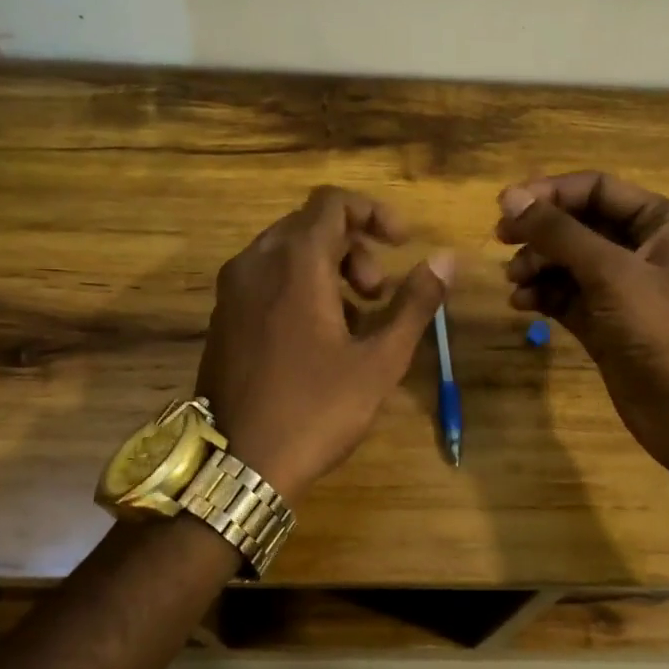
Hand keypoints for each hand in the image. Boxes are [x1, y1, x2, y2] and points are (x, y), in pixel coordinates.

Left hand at [197, 186, 452, 503]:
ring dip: (329, 268)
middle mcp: (256, 262)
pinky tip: (319, 336)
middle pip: (311, 225)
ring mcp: (232, 290)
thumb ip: (414, 302)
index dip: (374, 212)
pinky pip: (266, 278)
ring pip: (287, 252)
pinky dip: (300, 286)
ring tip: (356, 320)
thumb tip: (447, 259)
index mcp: (295, 262)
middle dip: (355, 247)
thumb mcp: (379, 359)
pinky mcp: (222, 317)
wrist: (237, 464)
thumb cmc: (315, 409)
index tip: (402, 242)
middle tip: (380, 293)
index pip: (333, 203)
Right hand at [496, 173, 668, 483]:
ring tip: (514, 282)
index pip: (597, 189)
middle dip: (540, 232)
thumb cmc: (663, 331)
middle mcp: (643, 248)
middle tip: (501, 240)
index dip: (551, 192)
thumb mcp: (611, 273)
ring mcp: (624, 288)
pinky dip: (544, 294)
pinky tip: (522, 304)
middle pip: (579, 224)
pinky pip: (567, 295)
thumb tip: (509, 197)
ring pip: (569, 261)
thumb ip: (559, 233)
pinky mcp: (606, 322)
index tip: (506, 206)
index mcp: (661, 222)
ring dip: (538, 265)